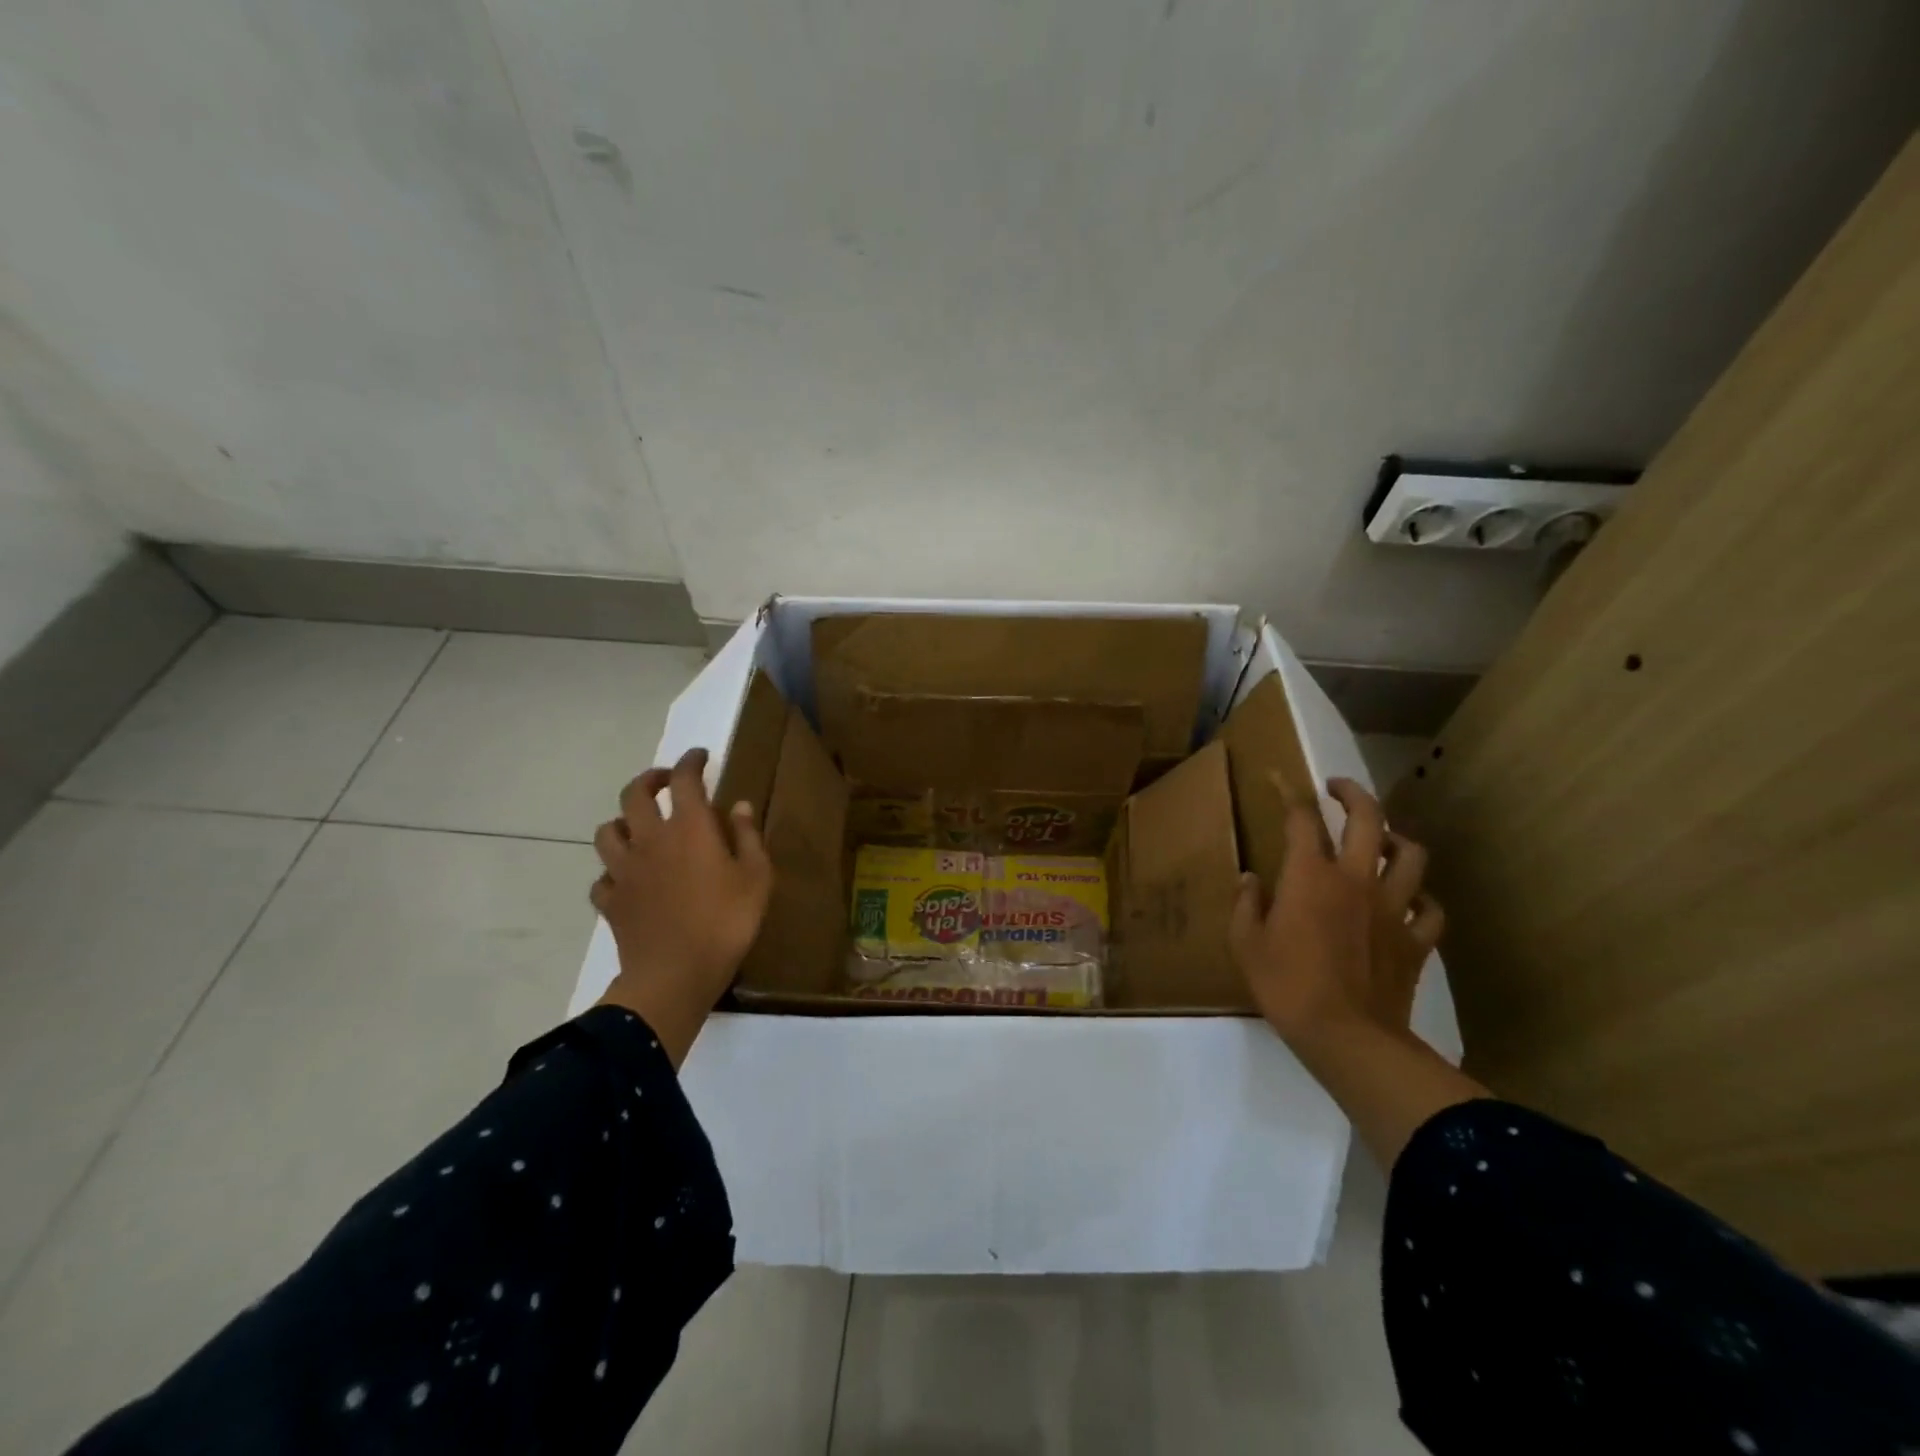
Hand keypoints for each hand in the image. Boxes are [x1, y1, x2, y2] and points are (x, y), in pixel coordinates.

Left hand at [591, 748, 772, 1065]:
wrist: (674, 976)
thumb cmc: (726, 923)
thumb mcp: (757, 878)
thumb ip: (748, 837)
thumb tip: (739, 806)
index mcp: (689, 829)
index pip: (685, 779)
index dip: (691, 761)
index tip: (700, 756)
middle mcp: (650, 840)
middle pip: (635, 794)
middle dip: (650, 779)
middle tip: (665, 781)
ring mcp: (624, 871)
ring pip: (608, 831)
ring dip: (623, 821)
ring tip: (639, 826)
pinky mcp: (610, 901)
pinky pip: (602, 877)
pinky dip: (613, 872)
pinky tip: (627, 879)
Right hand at [1228, 777, 1444, 1047]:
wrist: (1348, 1037)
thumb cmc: (1286, 986)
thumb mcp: (1246, 944)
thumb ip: (1246, 905)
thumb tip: (1251, 879)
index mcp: (1310, 876)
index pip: (1302, 819)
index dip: (1290, 793)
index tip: (1281, 780)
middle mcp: (1355, 879)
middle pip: (1368, 819)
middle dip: (1352, 793)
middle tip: (1338, 788)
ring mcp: (1393, 908)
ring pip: (1410, 855)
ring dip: (1396, 839)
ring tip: (1382, 840)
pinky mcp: (1416, 941)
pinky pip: (1431, 909)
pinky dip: (1422, 899)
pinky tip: (1411, 901)